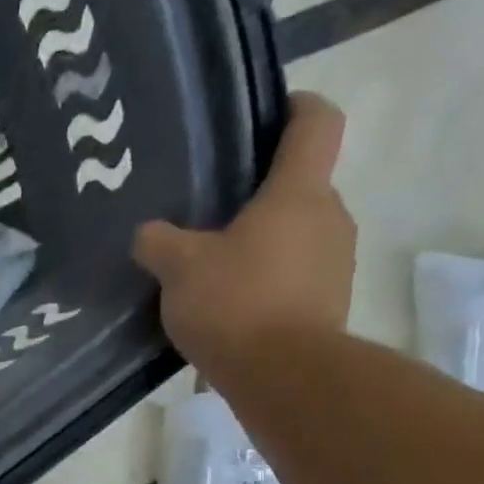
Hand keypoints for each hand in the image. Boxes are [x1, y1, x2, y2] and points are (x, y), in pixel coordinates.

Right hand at [135, 92, 356, 372]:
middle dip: (258, 196)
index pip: (316, 123)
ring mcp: (335, 263)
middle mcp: (329, 217)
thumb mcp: (179, 268)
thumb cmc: (235, 303)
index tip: (269, 112)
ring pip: (295, 236)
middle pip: (299, 187)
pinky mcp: (329, 304)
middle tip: (209, 215)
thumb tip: (148, 233)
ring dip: (259, 246)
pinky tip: (227, 311)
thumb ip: (158, 241)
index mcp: (298, 192)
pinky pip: (294, 279)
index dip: (296, 106)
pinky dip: (265, 285)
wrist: (284, 377)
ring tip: (212, 272)